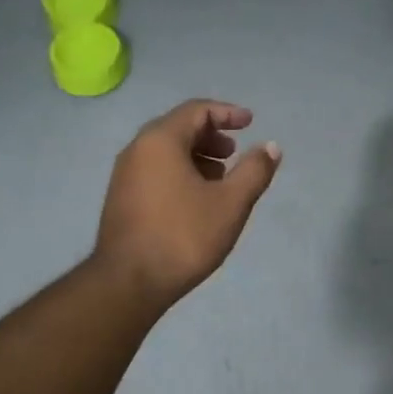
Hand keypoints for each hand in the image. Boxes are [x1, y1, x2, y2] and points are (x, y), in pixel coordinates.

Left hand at [95, 99, 280, 309]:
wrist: (128, 283)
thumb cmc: (183, 236)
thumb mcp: (230, 203)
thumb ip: (254, 171)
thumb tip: (270, 146)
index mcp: (160, 141)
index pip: (196, 110)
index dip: (227, 113)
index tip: (250, 123)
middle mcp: (137, 149)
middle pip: (179, 128)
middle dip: (211, 136)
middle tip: (235, 152)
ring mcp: (124, 175)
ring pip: (166, 152)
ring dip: (197, 156)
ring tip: (221, 177)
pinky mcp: (121, 198)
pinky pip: (155, 170)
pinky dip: (180, 172)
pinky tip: (196, 199)